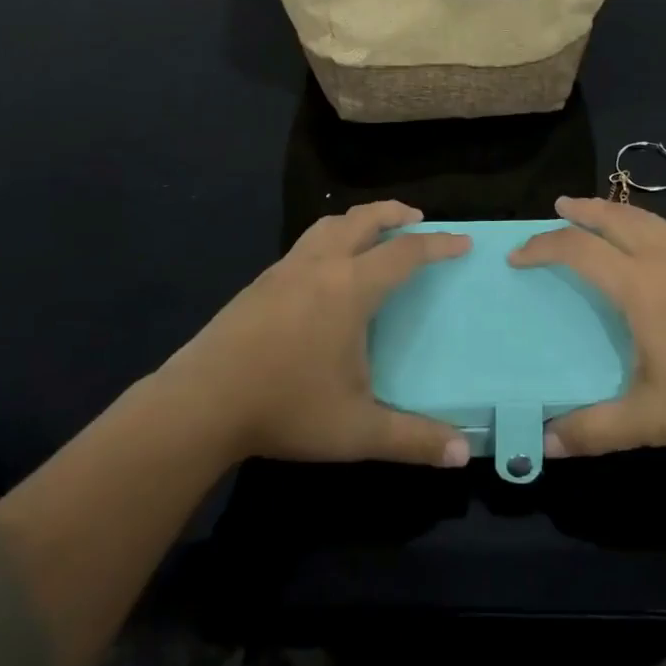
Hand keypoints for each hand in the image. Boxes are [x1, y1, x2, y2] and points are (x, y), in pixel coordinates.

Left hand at [158, 201, 473, 467]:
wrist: (201, 402)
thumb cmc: (286, 407)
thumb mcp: (357, 430)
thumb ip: (413, 439)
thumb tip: (463, 454)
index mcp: (350, 288)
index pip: (405, 253)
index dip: (437, 244)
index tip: (462, 242)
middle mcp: (320, 265)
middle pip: (363, 219)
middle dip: (394, 212)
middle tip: (417, 218)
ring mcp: (285, 269)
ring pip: (328, 225)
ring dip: (358, 220)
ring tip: (373, 233)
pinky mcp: (259, 282)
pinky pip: (305, 243)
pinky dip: (329, 238)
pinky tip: (326, 269)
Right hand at [511, 196, 665, 455]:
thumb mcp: (652, 419)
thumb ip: (596, 430)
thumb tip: (545, 444)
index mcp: (639, 285)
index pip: (578, 250)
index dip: (543, 247)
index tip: (518, 257)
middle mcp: (664, 258)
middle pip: (614, 217)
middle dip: (582, 209)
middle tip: (559, 206)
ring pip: (648, 218)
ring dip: (618, 210)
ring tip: (602, 213)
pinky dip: (658, 226)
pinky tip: (664, 239)